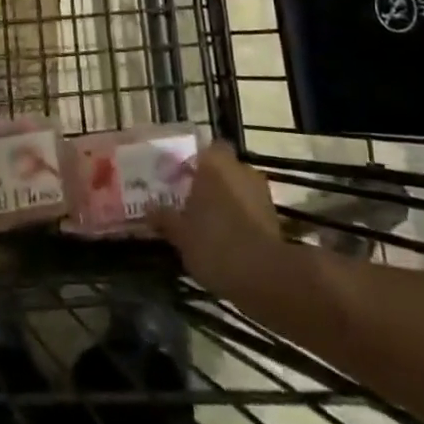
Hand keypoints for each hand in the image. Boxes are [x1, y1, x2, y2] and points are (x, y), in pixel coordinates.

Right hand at [148, 143, 283, 299]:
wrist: (264, 275)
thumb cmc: (214, 244)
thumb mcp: (181, 235)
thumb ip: (165, 218)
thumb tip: (149, 209)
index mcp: (214, 163)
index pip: (204, 148)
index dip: (193, 161)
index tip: (181, 177)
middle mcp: (239, 168)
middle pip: (222, 167)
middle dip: (210, 180)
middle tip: (192, 200)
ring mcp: (260, 190)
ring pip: (238, 186)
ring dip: (227, 198)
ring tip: (210, 221)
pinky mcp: (273, 214)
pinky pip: (250, 206)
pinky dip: (241, 216)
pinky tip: (228, 237)